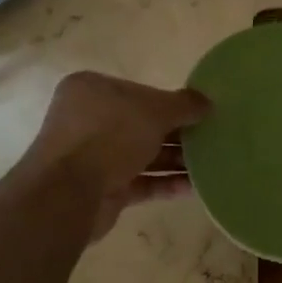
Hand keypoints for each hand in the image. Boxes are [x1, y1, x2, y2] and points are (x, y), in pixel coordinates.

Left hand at [21, 72, 209, 240]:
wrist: (70, 192)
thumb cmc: (110, 134)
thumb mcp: (155, 110)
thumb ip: (184, 105)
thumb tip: (207, 102)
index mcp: (92, 90)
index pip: (138, 92)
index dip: (170, 102)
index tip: (199, 114)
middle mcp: (88, 120)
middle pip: (141, 125)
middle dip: (176, 134)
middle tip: (210, 140)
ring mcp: (93, 156)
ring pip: (141, 155)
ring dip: (174, 160)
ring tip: (210, 165)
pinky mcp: (102, 189)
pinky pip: (139, 182)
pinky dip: (164, 183)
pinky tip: (193, 188)